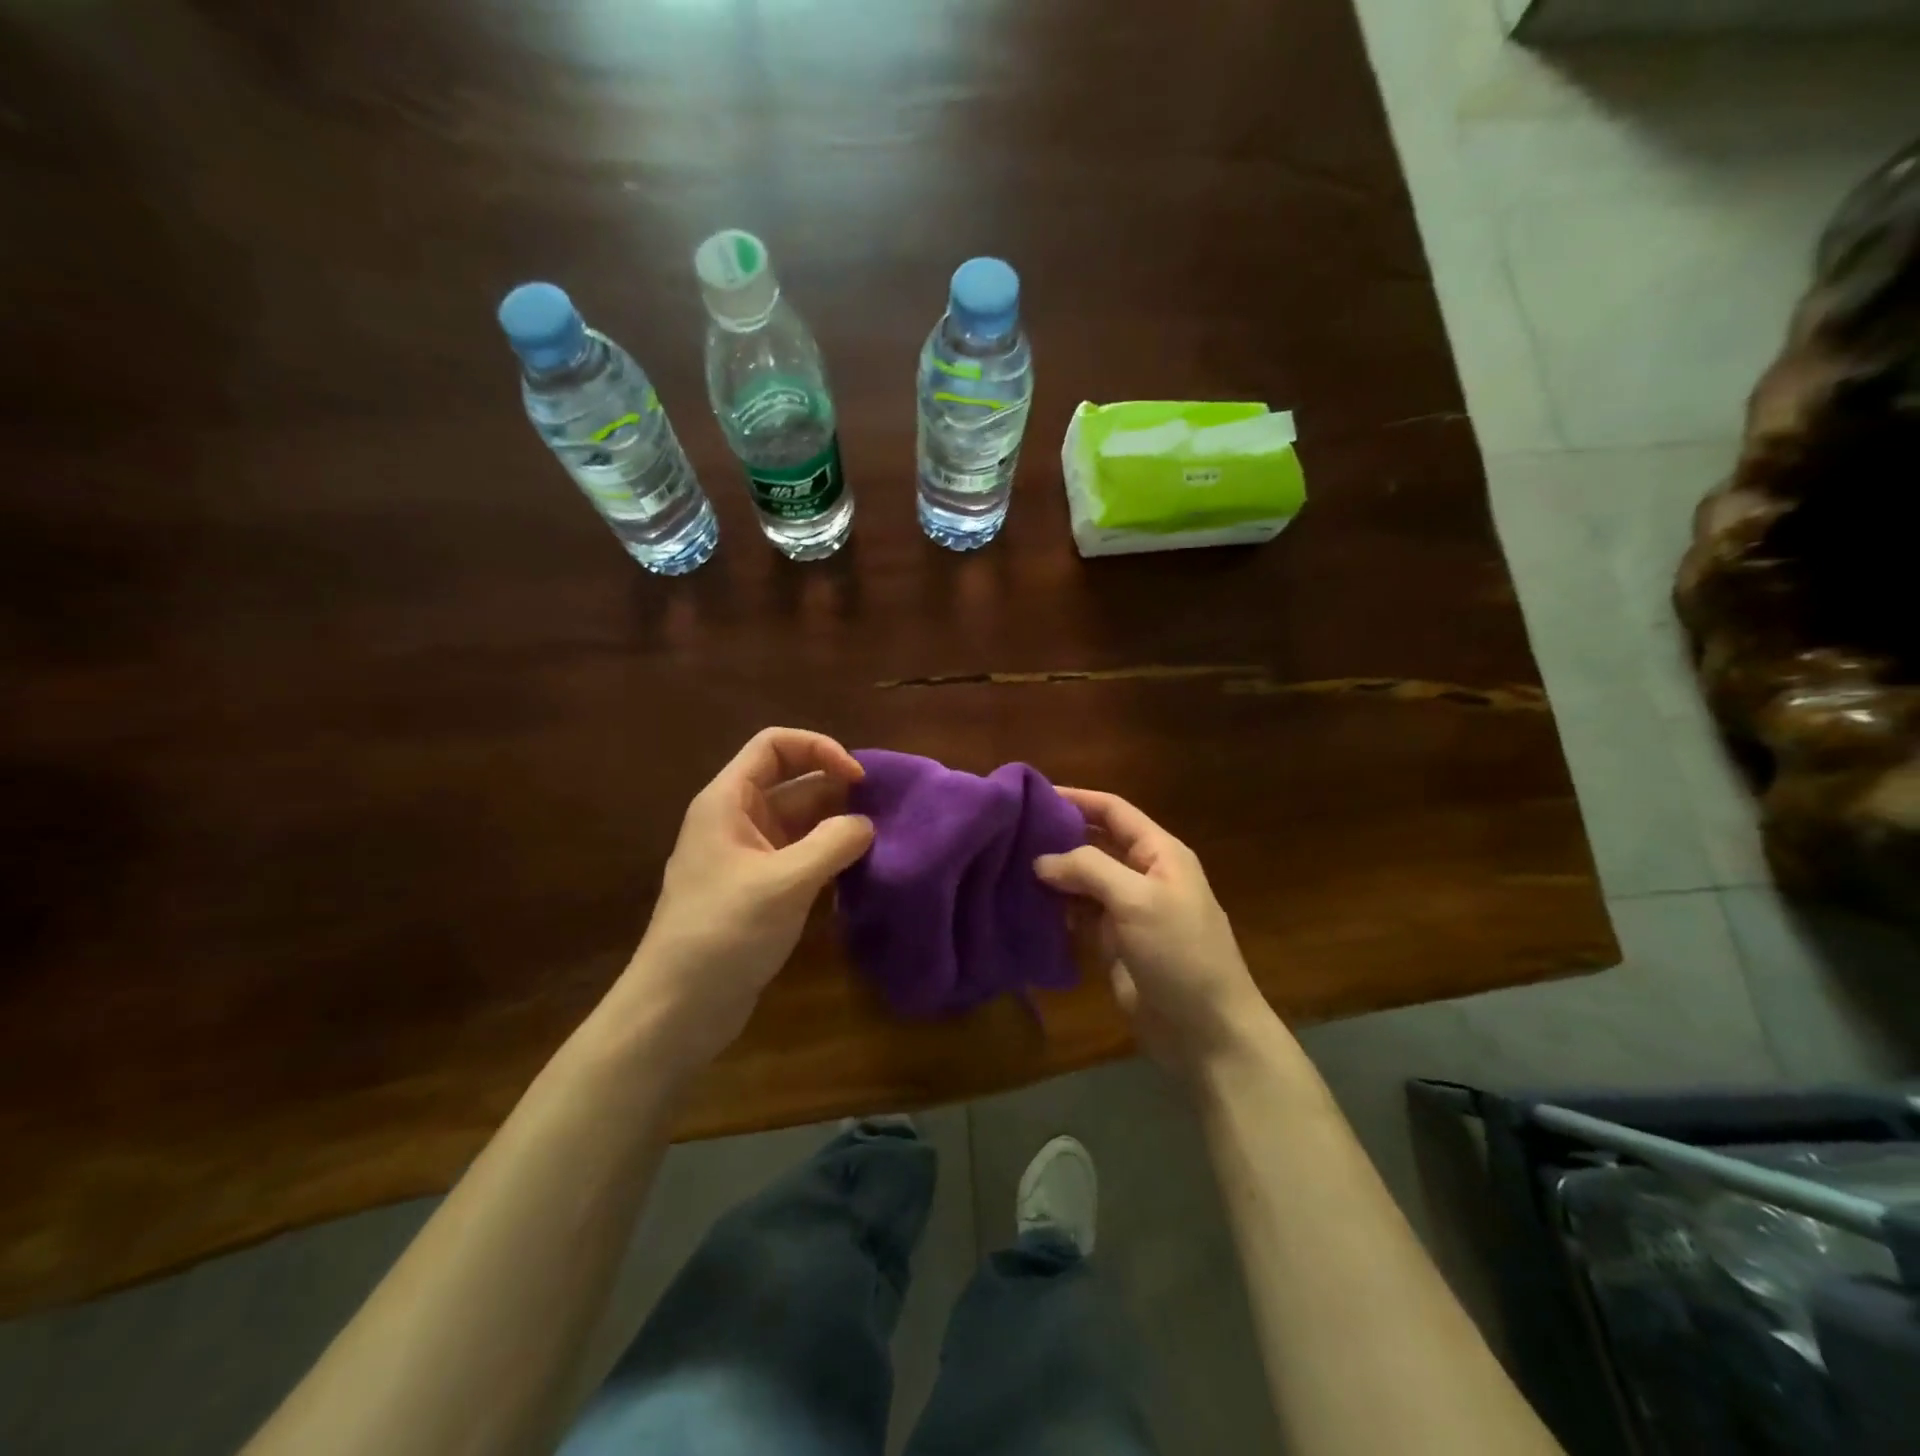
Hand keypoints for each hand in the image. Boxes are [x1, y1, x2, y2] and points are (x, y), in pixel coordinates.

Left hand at [607, 728, 873, 1074]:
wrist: (677, 1009)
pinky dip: (829, 858)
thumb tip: (867, 825)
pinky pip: (800, 858)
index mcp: (729, 801)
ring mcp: (748, 858)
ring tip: (881, 841)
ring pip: (800, 823)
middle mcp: (737, 820)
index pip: (774, 745)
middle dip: (837, 791)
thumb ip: (833, 844)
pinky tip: (859, 874)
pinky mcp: (759, 891)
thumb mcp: (785, 882)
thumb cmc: (724, 932)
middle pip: (793, 783)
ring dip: (837, 827)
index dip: (819, 748)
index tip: (858, 778)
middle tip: (884, 812)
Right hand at [1035, 789, 1274, 1080]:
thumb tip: (1041, 860)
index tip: (1033, 793)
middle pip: (1096, 843)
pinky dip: (1056, 908)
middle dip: (1059, 835)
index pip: (1114, 811)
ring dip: (1053, 874)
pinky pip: (1079, 915)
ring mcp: (1127, 911)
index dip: (1078, 798)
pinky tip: (1025, 904)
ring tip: (1008, 864)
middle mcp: (1143, 875)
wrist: (1207, 1031)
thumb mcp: (1138, 900)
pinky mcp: (1114, 944)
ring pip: (1084, 880)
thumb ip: (1089, 869)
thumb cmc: (1180, 953)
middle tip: (1011, 831)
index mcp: (1160, 853)